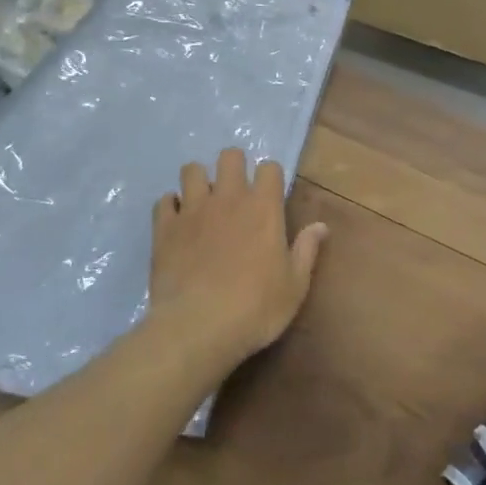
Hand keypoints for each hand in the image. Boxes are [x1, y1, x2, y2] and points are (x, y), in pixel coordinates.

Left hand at [148, 149, 328, 370]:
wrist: (197, 327)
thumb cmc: (256, 308)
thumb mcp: (294, 285)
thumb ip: (306, 250)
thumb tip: (321, 226)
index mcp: (263, 208)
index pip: (269, 168)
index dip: (270, 176)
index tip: (270, 194)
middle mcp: (228, 198)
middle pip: (229, 156)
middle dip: (234, 165)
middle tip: (236, 190)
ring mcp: (192, 210)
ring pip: (192, 170)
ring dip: (199, 180)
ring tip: (203, 201)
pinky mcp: (164, 228)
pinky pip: (164, 201)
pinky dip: (171, 206)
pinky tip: (177, 222)